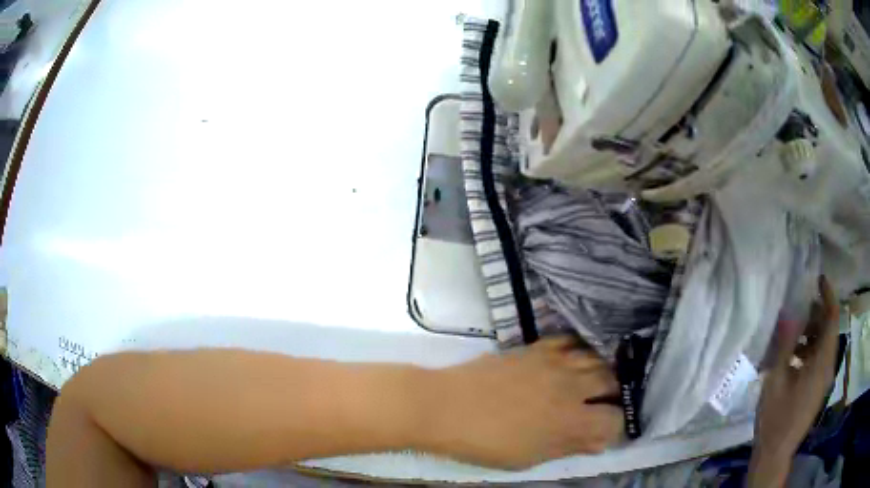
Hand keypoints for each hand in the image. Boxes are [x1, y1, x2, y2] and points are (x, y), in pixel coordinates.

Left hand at [425, 337, 623, 469]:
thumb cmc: (485, 442)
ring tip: (592, 383)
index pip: (614, 420)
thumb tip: (598, 441)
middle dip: (613, 395)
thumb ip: (568, 447)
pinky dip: (580, 350)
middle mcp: (571, 388)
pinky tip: (575, 360)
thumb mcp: (527, 458)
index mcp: (570, 422)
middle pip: (612, 382)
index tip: (604, 432)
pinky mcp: (537, 348)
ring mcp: (555, 363)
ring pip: (597, 359)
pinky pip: (570, 341)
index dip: (614, 427)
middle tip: (601, 405)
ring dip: (601, 371)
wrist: (446, 407)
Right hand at [749, 276, 839, 486]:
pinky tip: (793, 358)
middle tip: (799, 308)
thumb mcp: (776, 379)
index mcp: (822, 362)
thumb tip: (787, 312)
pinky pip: (820, 360)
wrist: (775, 453)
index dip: (828, 295)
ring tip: (794, 333)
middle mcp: (828, 367)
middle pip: (829, 330)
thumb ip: (784, 344)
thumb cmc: (776, 417)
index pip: (833, 318)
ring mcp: (824, 380)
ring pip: (824, 346)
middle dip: (817, 315)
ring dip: (812, 334)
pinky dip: (811, 351)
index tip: (818, 280)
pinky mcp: (818, 390)